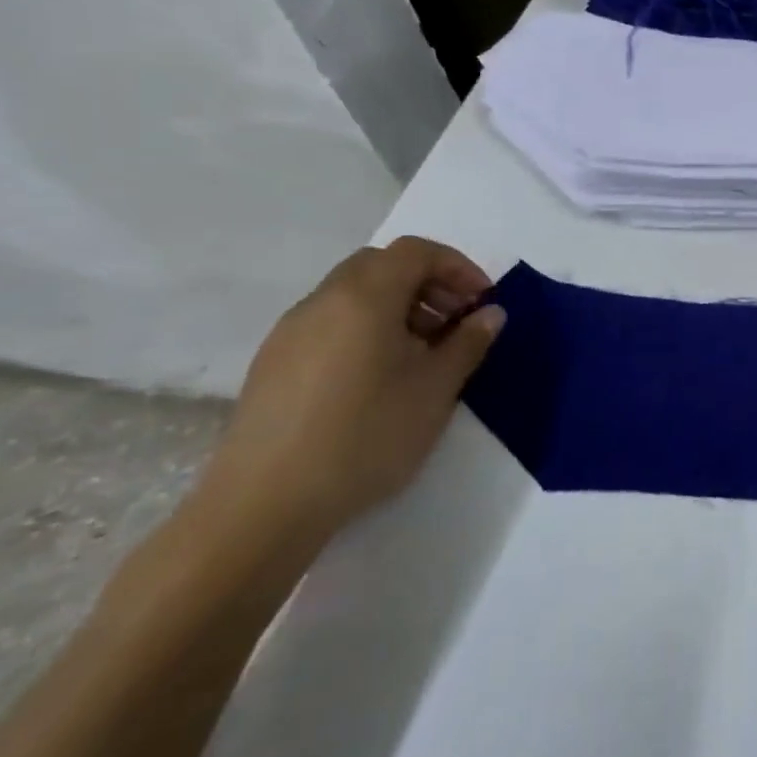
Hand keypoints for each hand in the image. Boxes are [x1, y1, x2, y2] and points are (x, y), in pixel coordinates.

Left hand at [193, 237, 505, 548]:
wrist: (266, 505)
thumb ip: (469, 342)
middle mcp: (321, 302)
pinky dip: (366, 329)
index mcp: (363, 297)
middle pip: (381, 265)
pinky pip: (330, 324)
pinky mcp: (273, 365)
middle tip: (456, 321)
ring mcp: (290, 333)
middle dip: (427, 283)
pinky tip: (380, 377)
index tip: (483, 301)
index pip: (416, 251)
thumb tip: (490, 313)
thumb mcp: (437, 388)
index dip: (457, 266)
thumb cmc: (367, 434)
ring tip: (423, 354)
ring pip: (353, 295)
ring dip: (397, 307)